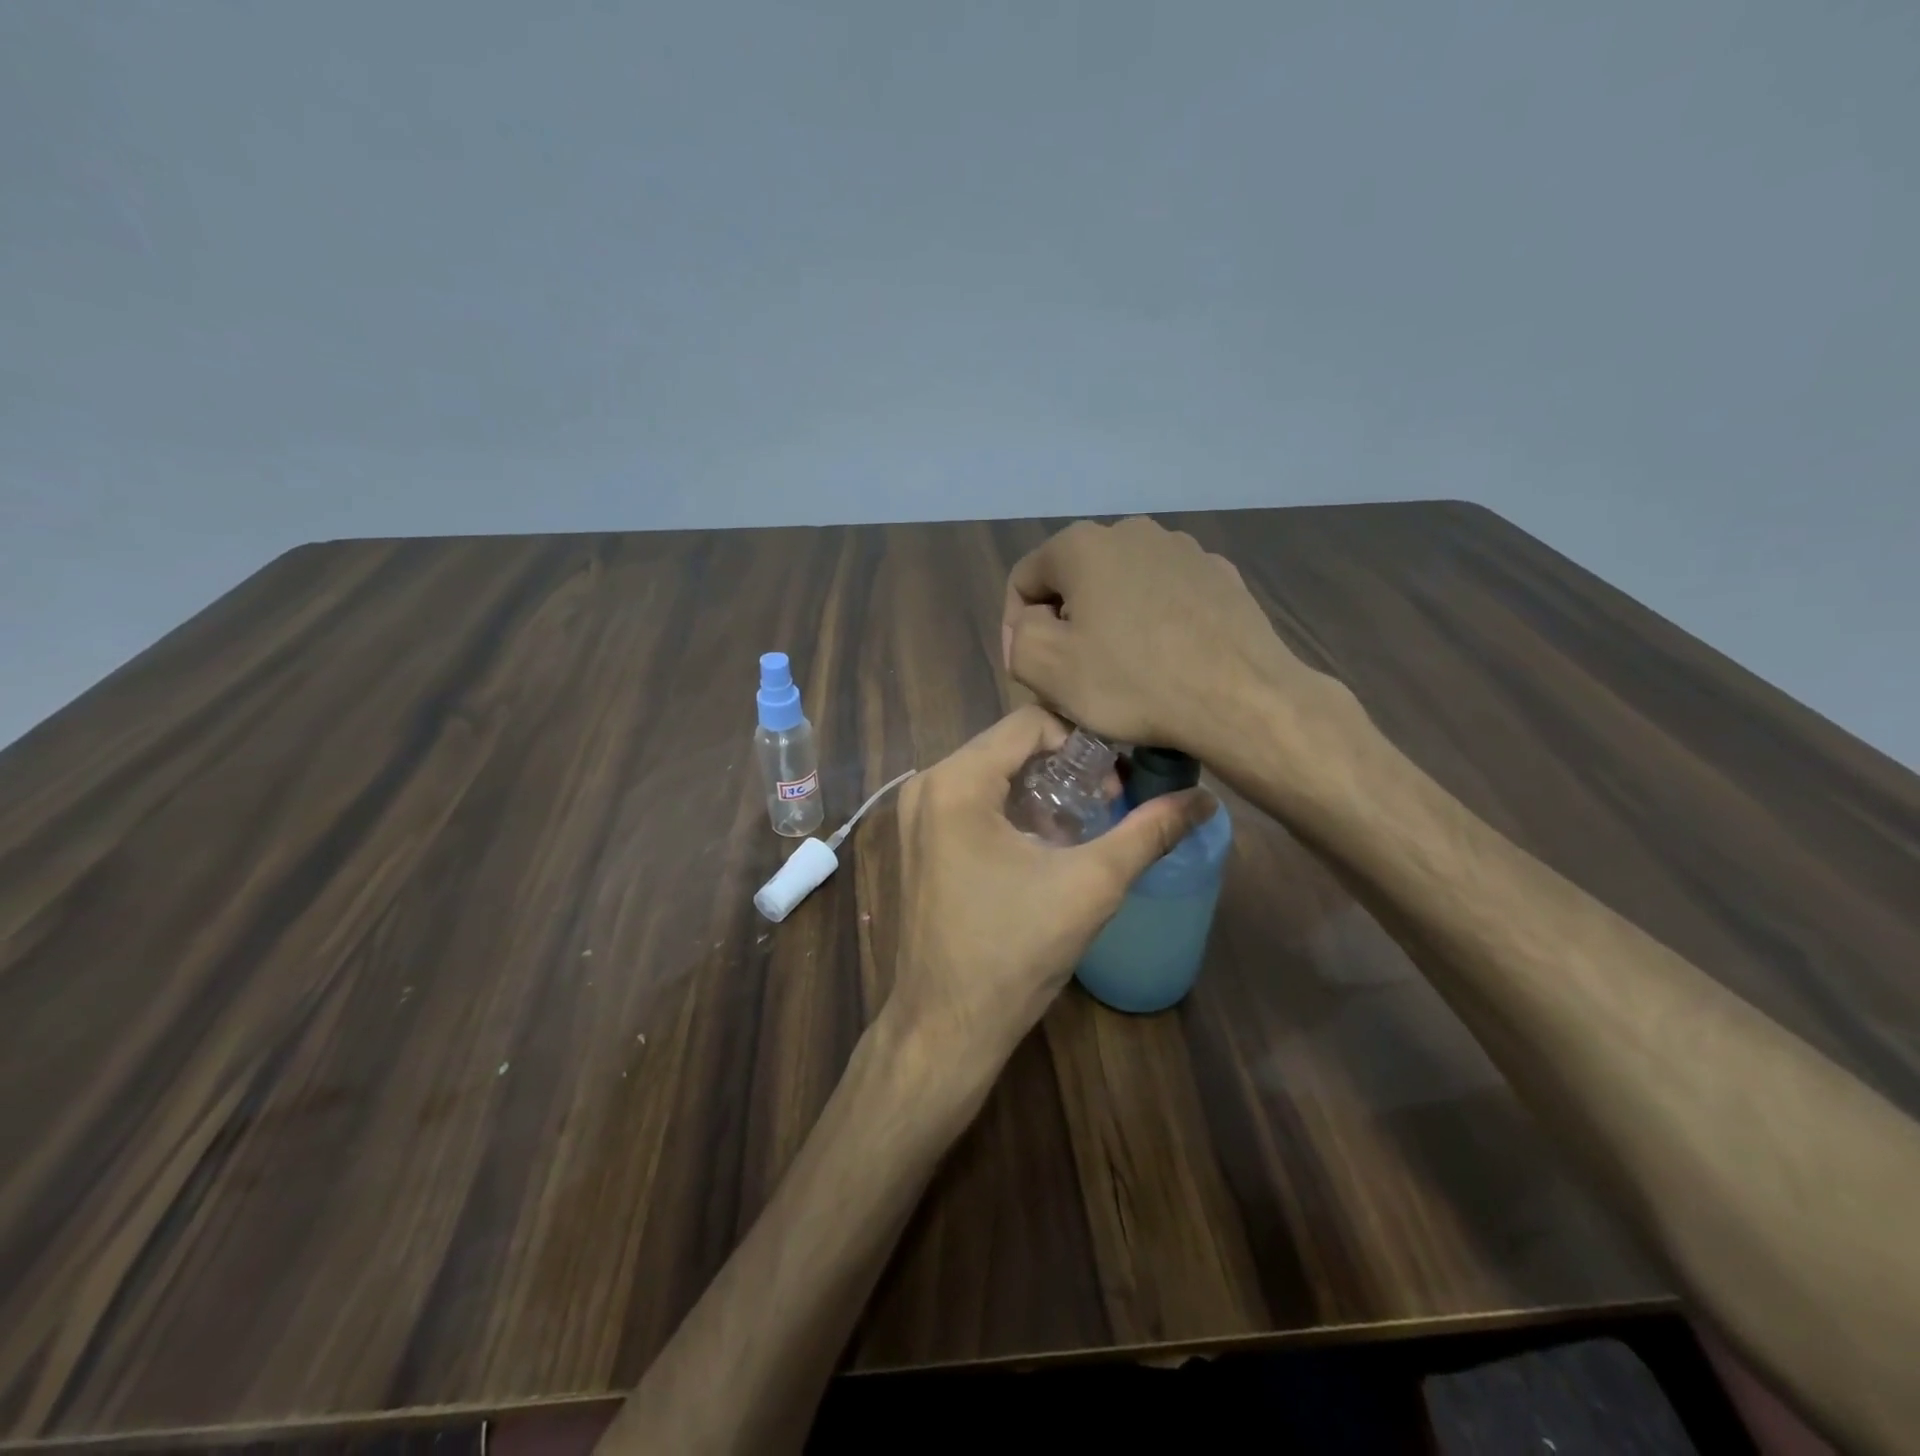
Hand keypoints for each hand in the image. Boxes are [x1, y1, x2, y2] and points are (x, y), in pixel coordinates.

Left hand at [888, 705, 1214, 1075]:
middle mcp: (927, 786)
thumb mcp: (1090, 886)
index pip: (1030, 722)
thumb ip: (1148, 833)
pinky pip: (972, 801)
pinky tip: (1046, 842)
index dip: (1084, 739)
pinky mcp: (918, 842)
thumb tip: (1205, 799)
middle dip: (1065, 765)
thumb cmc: (1014, 952)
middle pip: (1009, 745)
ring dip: (1041, 787)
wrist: (946, 1027)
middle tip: (1109, 798)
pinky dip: (1013, 808)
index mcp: (956, 782)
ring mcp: (915, 816)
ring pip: (991, 772)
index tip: (1120, 776)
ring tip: (1085, 820)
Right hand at [1002, 516, 1343, 766]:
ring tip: (1123, 670)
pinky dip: (1154, 623)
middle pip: (1075, 581)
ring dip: (1110, 622)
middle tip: (1074, 674)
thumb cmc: (1133, 682)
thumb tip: (1032, 624)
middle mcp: (1132, 532)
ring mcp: (1184, 550)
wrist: (1241, 699)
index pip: (1025, 580)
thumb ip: (1018, 636)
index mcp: (1082, 545)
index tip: (1031, 672)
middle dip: (1066, 624)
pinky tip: (1166, 661)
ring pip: (1123, 587)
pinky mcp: (1221, 576)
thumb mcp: (1046, 667)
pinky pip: (1167, 597)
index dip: (1016, 628)